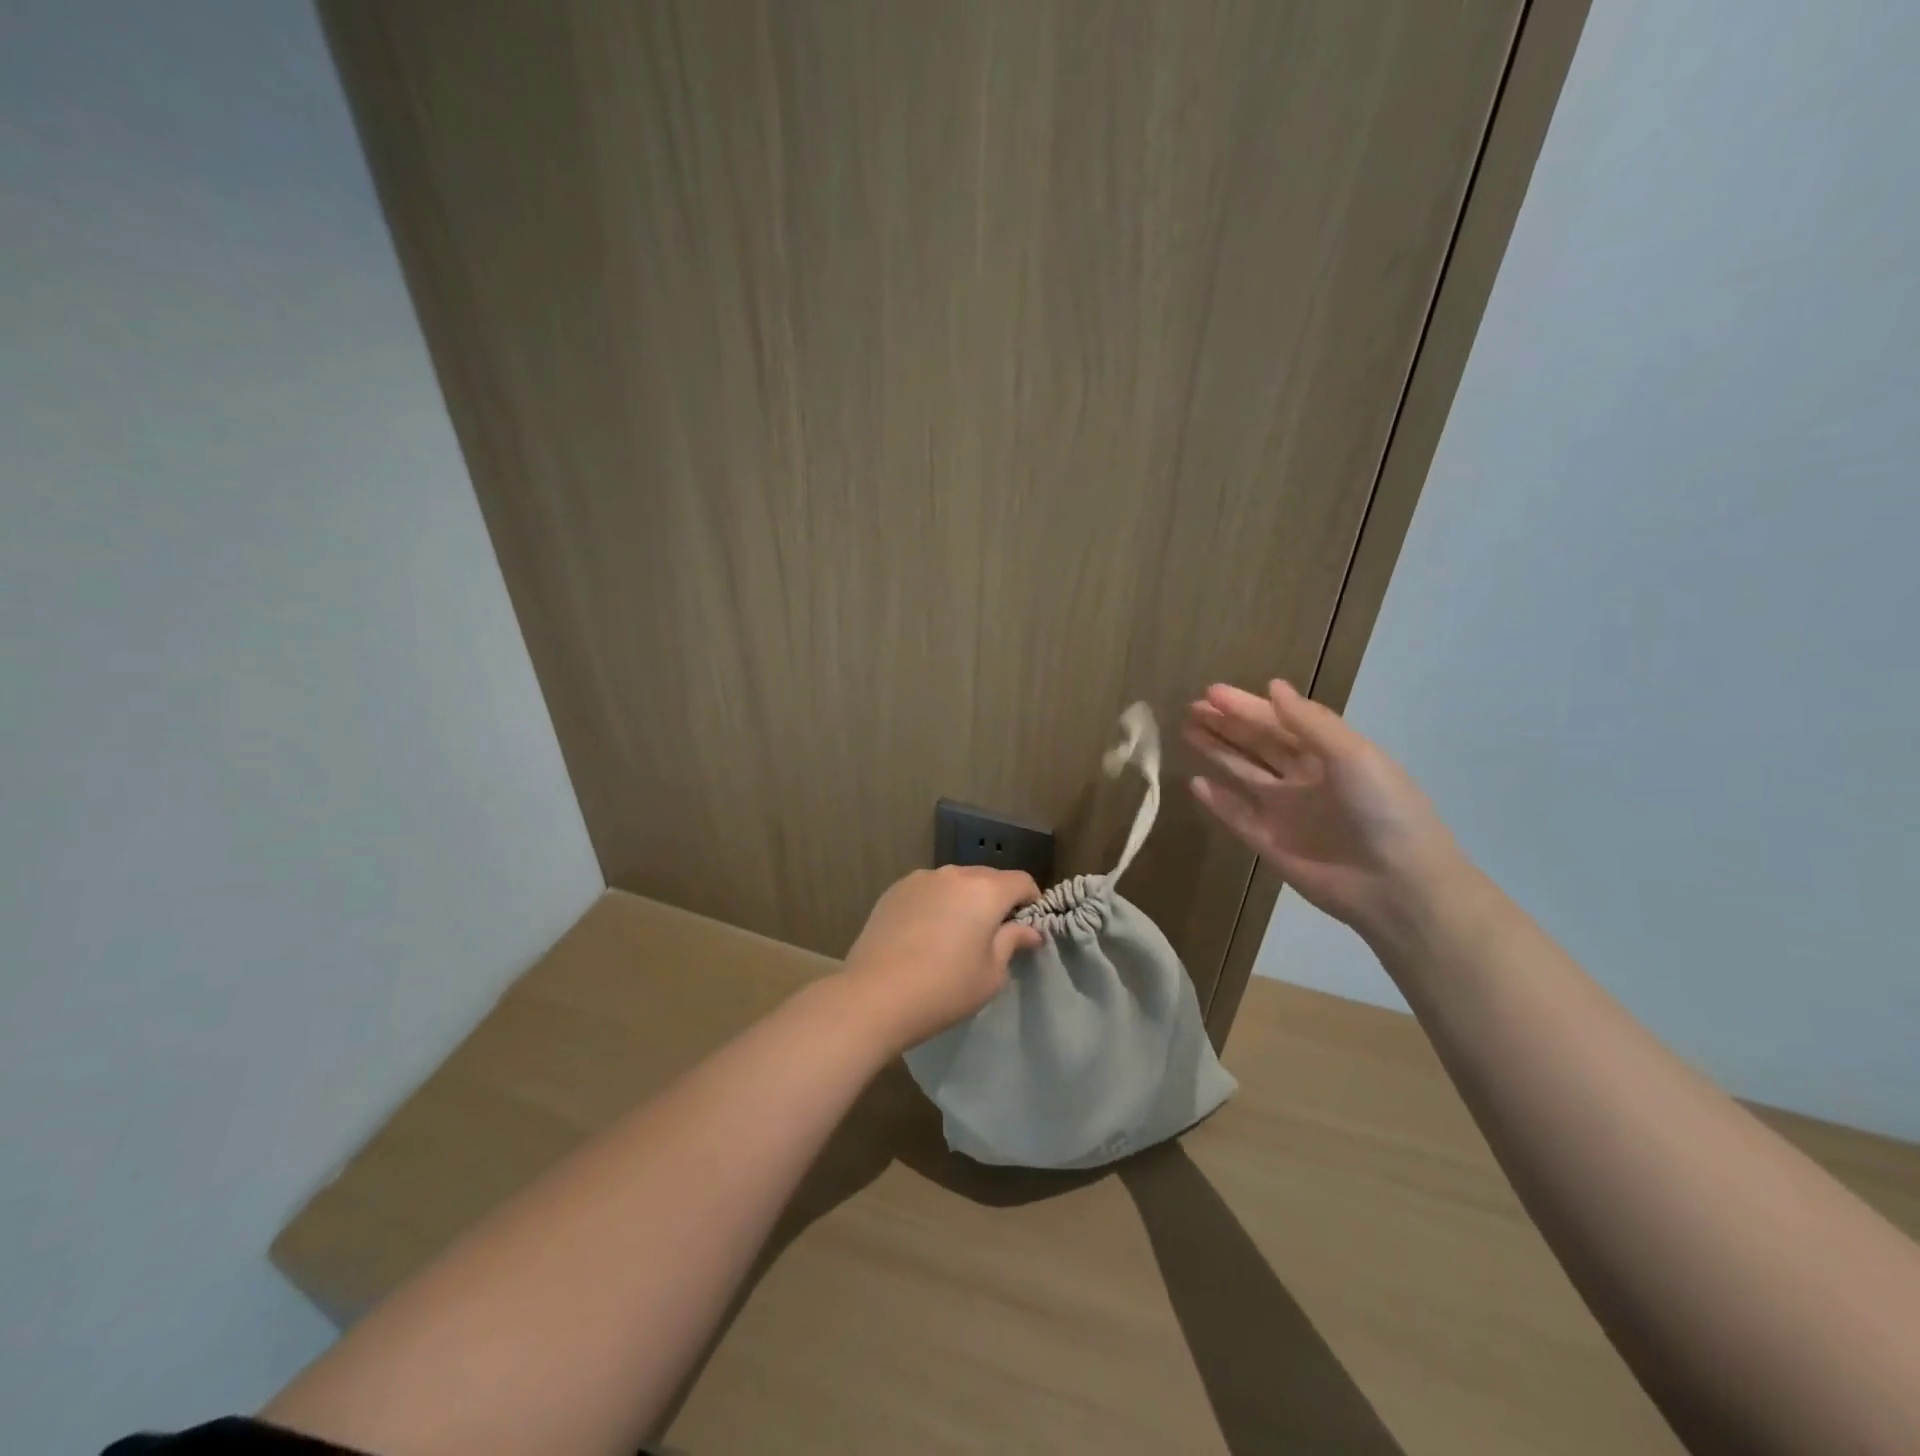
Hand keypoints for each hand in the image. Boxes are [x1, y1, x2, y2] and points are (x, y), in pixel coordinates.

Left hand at [838, 866, 1043, 1053]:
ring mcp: (920, 879)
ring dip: (964, 899)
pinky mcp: (894, 890)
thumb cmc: (944, 989)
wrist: (875, 995)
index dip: (1031, 900)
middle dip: (997, 899)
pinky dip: (936, 903)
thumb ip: (1012, 943)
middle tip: (994, 933)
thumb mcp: (990, 974)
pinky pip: (928, 889)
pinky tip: (926, 932)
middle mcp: (954, 874)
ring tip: (956, 933)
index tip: (1027, 925)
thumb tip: (1029, 930)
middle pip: (988, 877)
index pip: (1021, 881)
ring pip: (955, 881)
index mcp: (985, 891)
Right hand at [1185, 681, 1464, 946]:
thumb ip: (1309, 722)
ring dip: (1217, 752)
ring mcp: (1284, 811)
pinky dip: (1217, 799)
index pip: (1279, 721)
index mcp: (1329, 753)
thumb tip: (1272, 686)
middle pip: (1257, 744)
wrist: (1395, 885)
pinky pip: (1236, 815)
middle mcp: (1304, 777)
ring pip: (1242, 773)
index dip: (1246, 706)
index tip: (1211, 692)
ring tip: (1186, 732)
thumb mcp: (1354, 755)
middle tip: (1192, 708)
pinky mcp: (1268, 842)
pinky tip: (1196, 783)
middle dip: (1226, 724)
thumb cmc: (1382, 810)